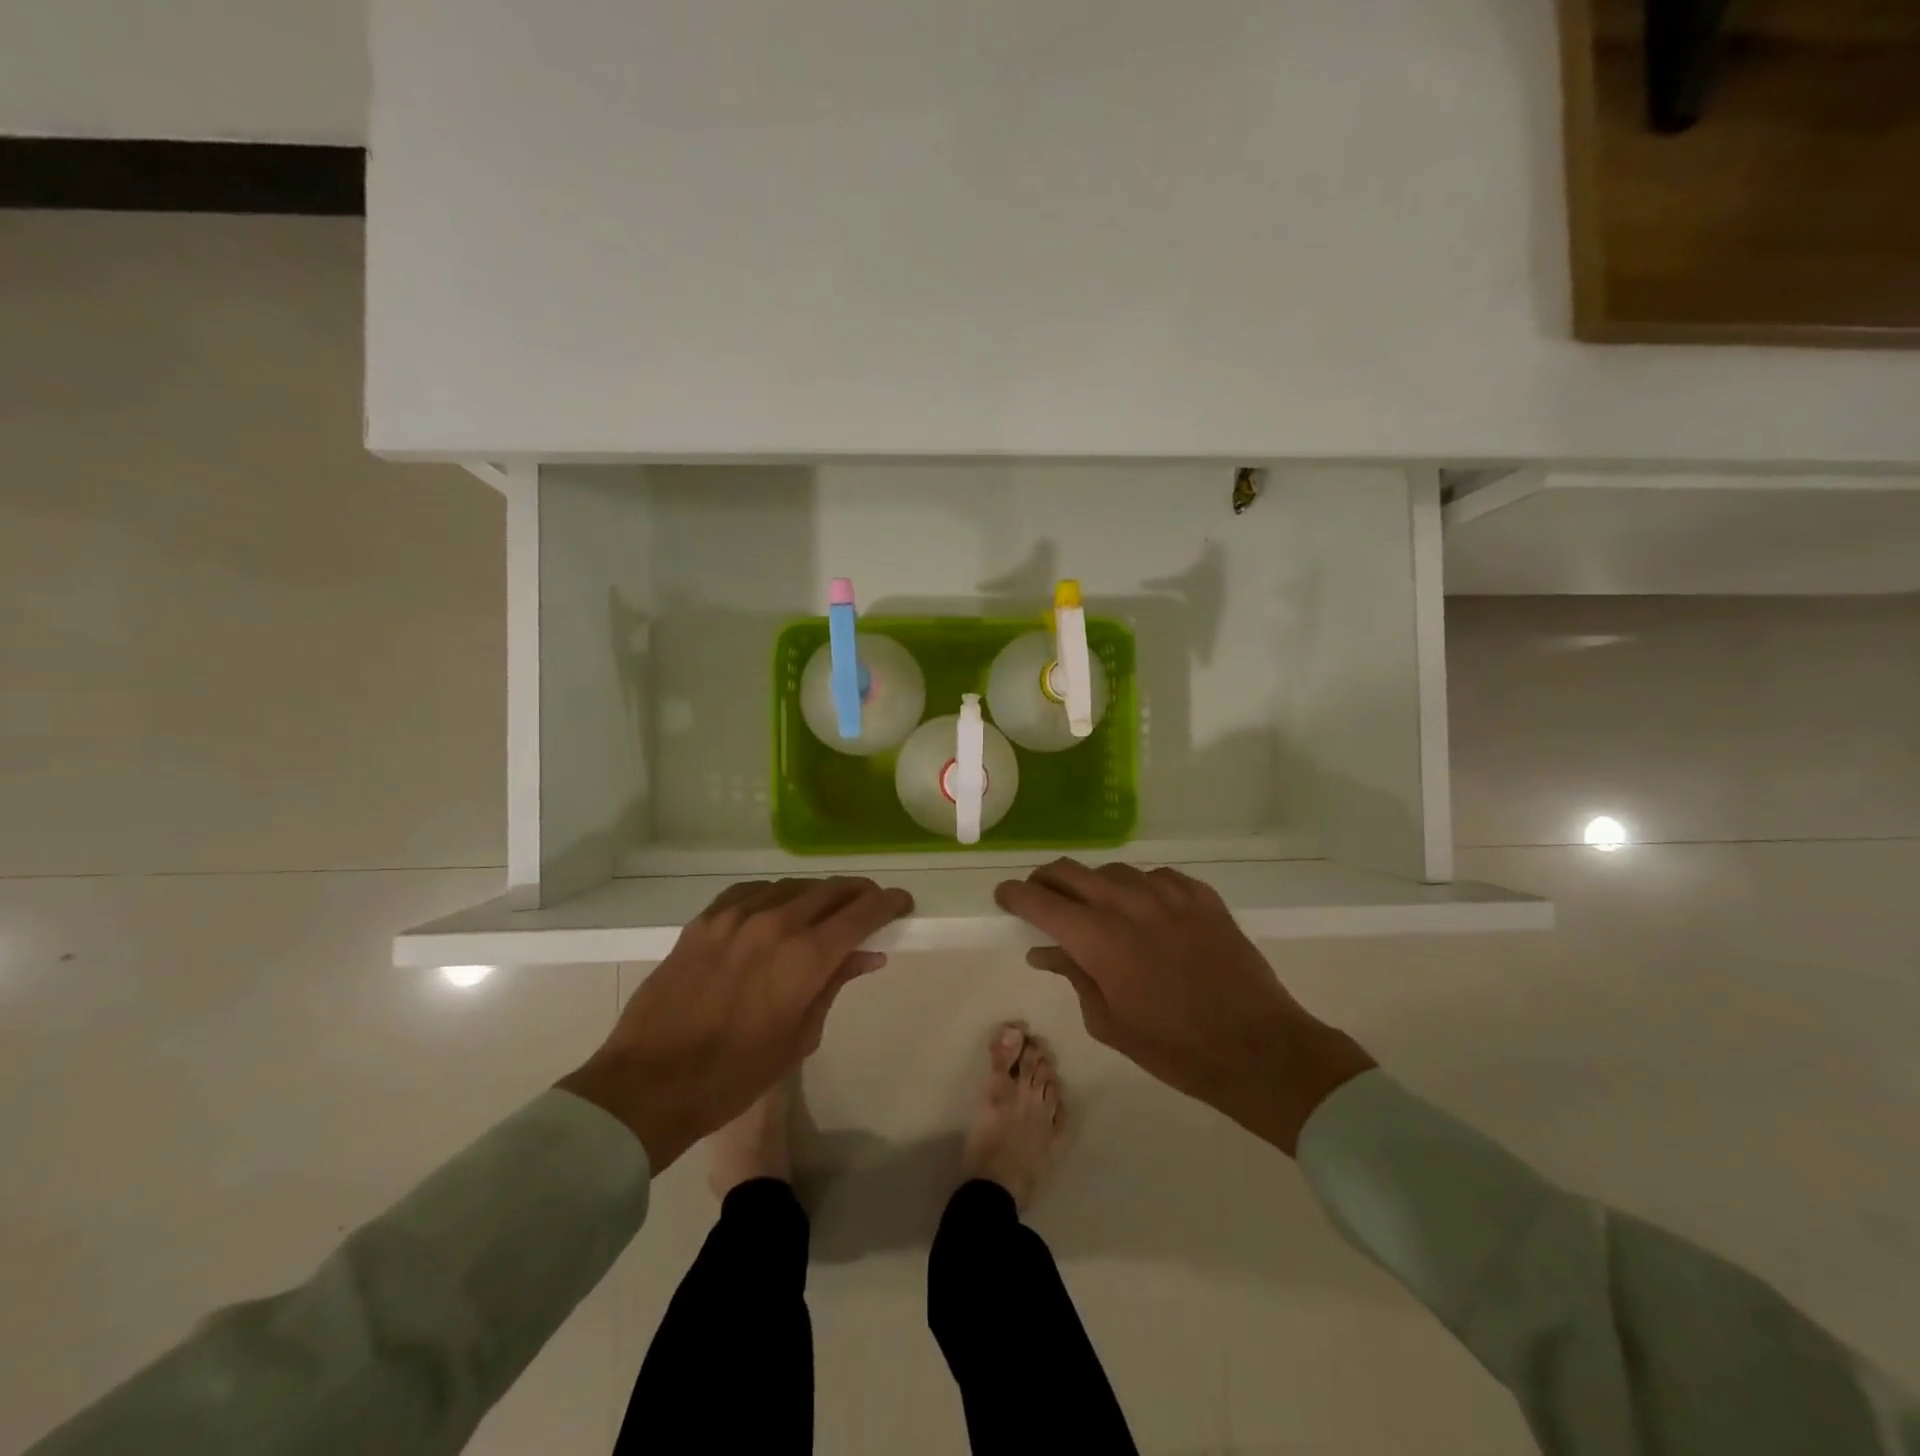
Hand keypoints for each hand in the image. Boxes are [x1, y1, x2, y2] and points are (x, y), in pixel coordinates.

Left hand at [558, 877, 912, 1171]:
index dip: (889, 903)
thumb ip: (835, 985)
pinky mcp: (706, 919)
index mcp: (805, 956)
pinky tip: (778, 909)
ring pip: (793, 886)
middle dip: (860, 894)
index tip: (903, 903)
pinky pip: (753, 891)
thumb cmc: (734, 1075)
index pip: (862, 912)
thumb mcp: (799, 1036)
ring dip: (819, 893)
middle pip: (831, 890)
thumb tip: (868, 955)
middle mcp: (775, 922)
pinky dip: (777, 895)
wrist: (649, 1083)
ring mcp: (736, 915)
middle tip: (872, 906)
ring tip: (827, 909)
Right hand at [995, 859, 1374, 1154]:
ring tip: (1095, 906)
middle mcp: (1129, 904)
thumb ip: (1074, 976)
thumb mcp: (1109, 1023)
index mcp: (1100, 939)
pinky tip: (1144, 909)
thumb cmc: (1175, 1048)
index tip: (1004, 896)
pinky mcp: (1201, 895)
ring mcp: (1169, 894)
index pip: (1042, 902)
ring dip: (1094, 884)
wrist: (1258, 1047)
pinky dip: (1138, 888)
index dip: (1016, 895)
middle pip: (1072, 872)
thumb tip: (1044, 951)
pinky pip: (1157, 877)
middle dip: (1047, 879)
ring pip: (1114, 871)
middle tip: (1040, 894)